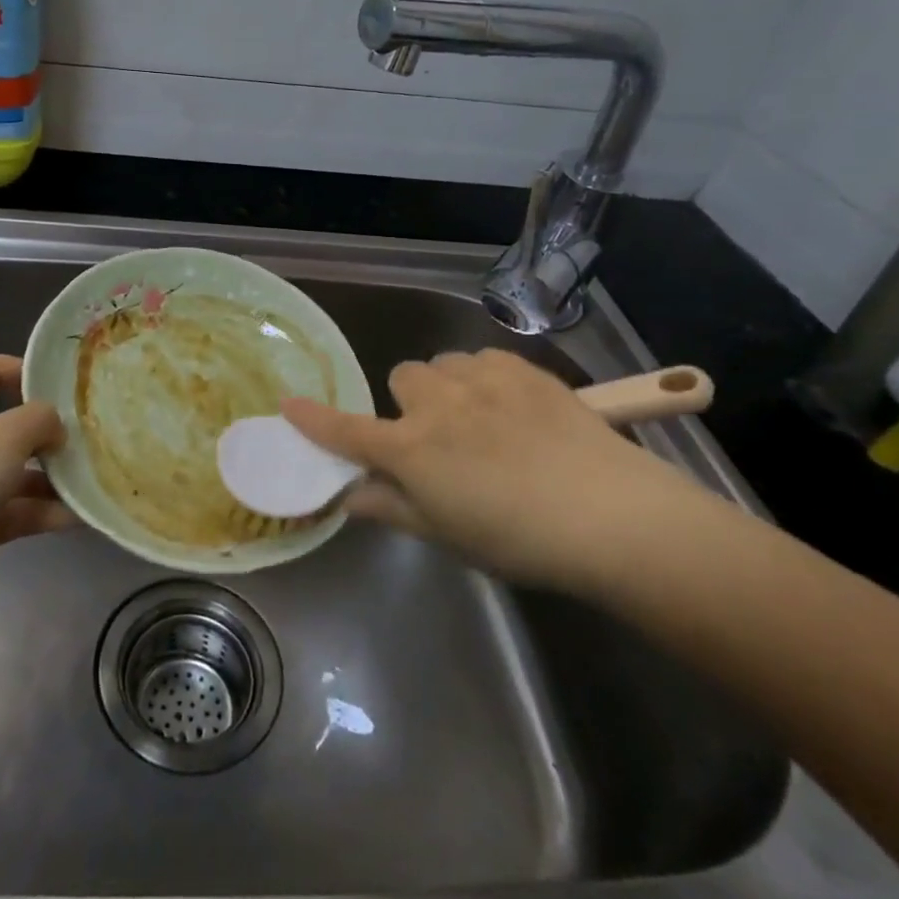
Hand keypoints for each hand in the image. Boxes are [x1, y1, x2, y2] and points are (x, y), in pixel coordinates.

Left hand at [0, 354, 71, 623]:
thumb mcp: (4, 435)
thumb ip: (40, 419)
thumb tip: (56, 427)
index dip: (22, 369)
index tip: (62, 383)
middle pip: (9, 424)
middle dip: (49, 430)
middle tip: (92, 434)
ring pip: (17, 472)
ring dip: (54, 476)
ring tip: (97, 476)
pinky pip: (17, 512)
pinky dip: (46, 513)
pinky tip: (83, 515)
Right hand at [282, 347, 695, 590]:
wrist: (610, 513)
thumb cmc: (520, 539)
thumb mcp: (448, 536)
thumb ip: (393, 508)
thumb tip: (349, 495)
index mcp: (411, 450)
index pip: (347, 430)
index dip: (314, 419)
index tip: (287, 404)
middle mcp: (436, 404)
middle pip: (402, 378)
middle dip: (411, 403)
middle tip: (440, 437)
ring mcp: (480, 379)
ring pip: (443, 365)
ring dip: (449, 387)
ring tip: (483, 420)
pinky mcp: (520, 367)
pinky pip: (482, 359)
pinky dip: (485, 378)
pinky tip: (515, 408)